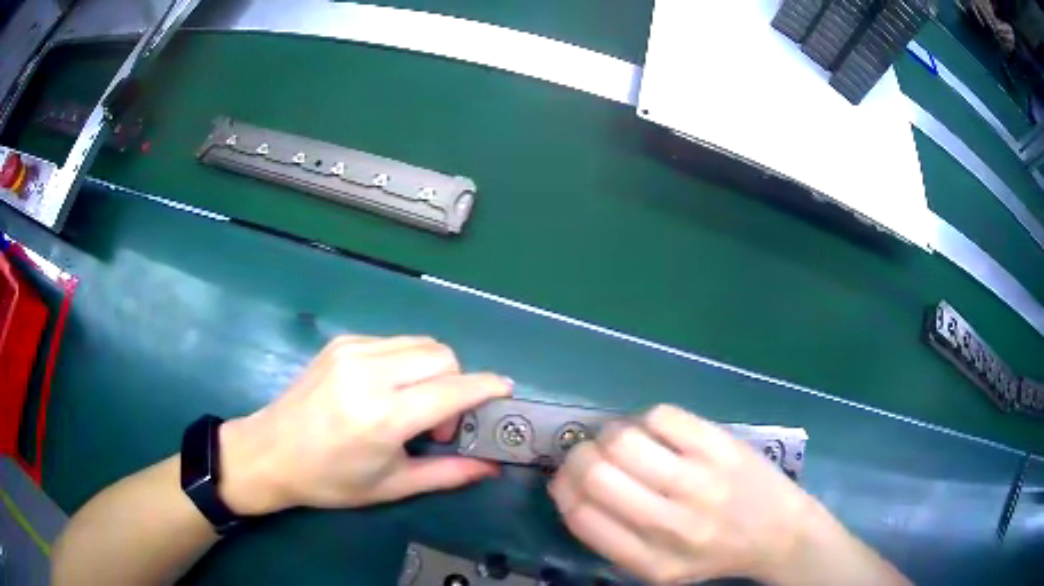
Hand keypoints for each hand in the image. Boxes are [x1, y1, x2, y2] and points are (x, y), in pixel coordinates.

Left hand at [216, 335, 511, 514]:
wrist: (270, 451)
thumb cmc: (330, 480)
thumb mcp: (391, 486)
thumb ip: (447, 473)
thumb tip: (491, 465)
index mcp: (382, 416)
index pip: (452, 388)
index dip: (486, 388)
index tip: (505, 393)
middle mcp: (369, 373)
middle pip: (442, 355)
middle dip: (457, 383)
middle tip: (437, 420)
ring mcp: (352, 350)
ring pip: (420, 343)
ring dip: (432, 370)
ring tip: (411, 405)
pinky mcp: (341, 342)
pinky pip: (394, 342)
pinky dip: (406, 363)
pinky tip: (387, 390)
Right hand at [548, 405, 814, 583]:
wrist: (780, 532)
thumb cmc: (712, 552)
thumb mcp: (658, 568)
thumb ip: (612, 539)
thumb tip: (570, 486)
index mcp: (650, 561)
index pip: (582, 517)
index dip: (563, 489)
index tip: (566, 479)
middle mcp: (673, 525)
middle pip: (598, 474)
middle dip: (579, 457)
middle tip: (588, 455)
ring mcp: (701, 482)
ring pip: (625, 440)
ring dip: (609, 435)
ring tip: (621, 441)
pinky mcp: (722, 446)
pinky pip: (661, 415)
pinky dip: (646, 420)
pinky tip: (657, 433)